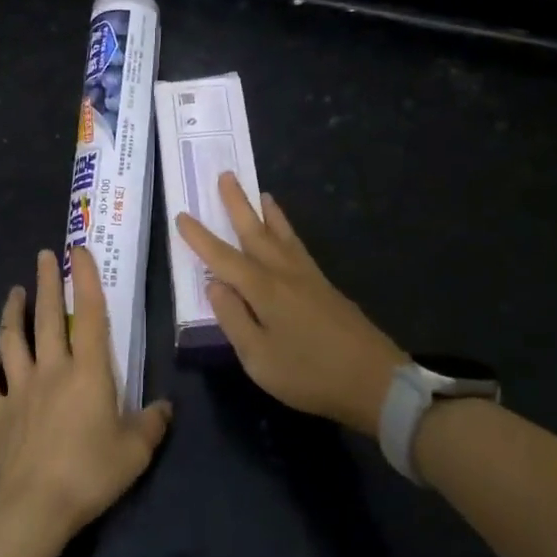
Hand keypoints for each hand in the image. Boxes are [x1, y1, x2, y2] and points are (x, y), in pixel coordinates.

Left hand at [0, 246, 172, 550]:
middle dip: (46, 282)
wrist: (33, 508)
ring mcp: (18, 390)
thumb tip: (165, 408)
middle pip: (45, 317)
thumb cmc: (89, 473)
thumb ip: (152, 424)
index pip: (88, 315)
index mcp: (87, 372)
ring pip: (10, 341)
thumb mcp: (135, 452)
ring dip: (11, 313)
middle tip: (44, 255)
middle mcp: (51, 370)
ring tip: (14, 292)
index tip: (79, 251)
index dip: (85, 280)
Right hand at [176, 174, 406, 434]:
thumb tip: (214, 285)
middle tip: (226, 175)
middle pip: (256, 232)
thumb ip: (233, 319)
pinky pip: (298, 246)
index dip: (200, 238)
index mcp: (264, 290)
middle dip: (238, 204)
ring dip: (268, 212)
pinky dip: (288, 231)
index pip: (223, 257)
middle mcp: (285, 273)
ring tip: (261, 193)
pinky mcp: (326, 288)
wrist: (375, 381)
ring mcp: (309, 278)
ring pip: (283, 235)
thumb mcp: (259, 359)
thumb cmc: (310, 375)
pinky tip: (287, 236)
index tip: (181, 215)